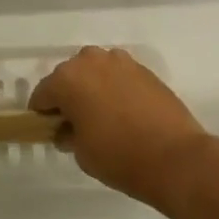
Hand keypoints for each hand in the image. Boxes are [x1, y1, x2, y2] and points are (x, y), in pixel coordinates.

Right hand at [31, 47, 218, 215]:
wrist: (176, 158)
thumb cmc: (120, 157)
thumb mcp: (82, 154)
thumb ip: (68, 135)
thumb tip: (68, 129)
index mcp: (68, 78)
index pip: (43, 94)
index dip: (42, 113)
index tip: (48, 129)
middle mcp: (90, 61)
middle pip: (69, 76)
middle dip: (68, 96)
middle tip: (76, 124)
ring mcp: (120, 61)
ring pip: (95, 71)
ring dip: (92, 88)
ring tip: (102, 116)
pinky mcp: (143, 69)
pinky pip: (118, 75)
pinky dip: (115, 88)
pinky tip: (124, 112)